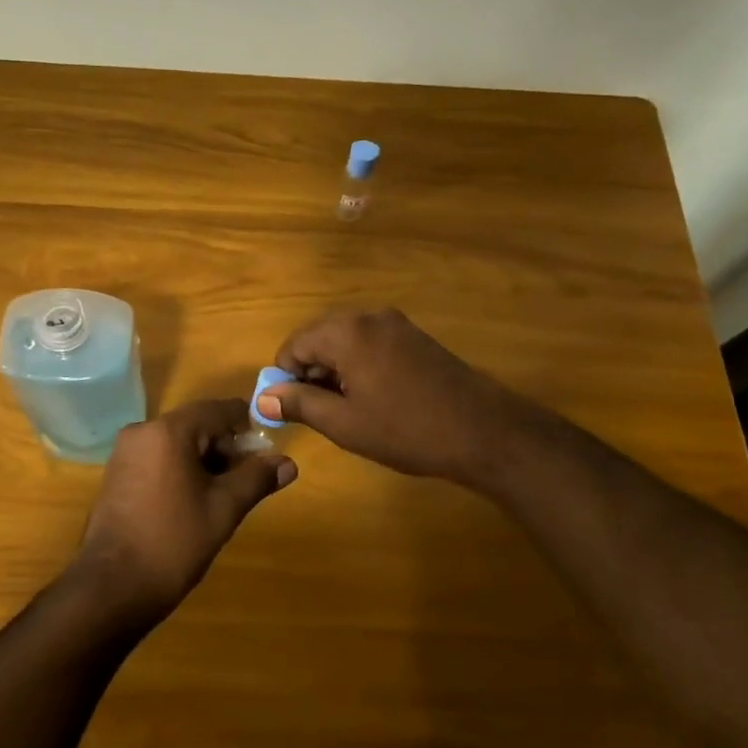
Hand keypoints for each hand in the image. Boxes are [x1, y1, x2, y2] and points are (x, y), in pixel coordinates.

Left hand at [71, 398, 295, 629]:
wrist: (112, 587)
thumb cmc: (173, 542)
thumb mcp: (224, 509)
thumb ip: (256, 479)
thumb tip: (288, 463)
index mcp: (168, 431)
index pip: (218, 410)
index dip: (247, 425)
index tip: (268, 450)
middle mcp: (142, 431)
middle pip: (197, 424)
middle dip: (226, 447)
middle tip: (249, 480)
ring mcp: (125, 453)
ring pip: (177, 442)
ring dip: (205, 460)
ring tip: (225, 495)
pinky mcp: (117, 474)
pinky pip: (158, 458)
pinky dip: (181, 469)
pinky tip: (194, 501)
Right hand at [257, 308, 528, 489]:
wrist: (484, 432)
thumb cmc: (407, 430)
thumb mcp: (344, 423)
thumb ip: (300, 403)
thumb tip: (263, 397)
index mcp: (346, 332)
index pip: (294, 345)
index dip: (285, 378)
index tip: (293, 410)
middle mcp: (368, 316)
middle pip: (318, 338)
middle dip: (310, 373)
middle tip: (321, 412)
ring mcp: (396, 324)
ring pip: (345, 341)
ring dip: (335, 371)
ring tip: (349, 410)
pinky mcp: (415, 337)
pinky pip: (370, 343)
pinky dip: (359, 366)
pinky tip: (374, 398)